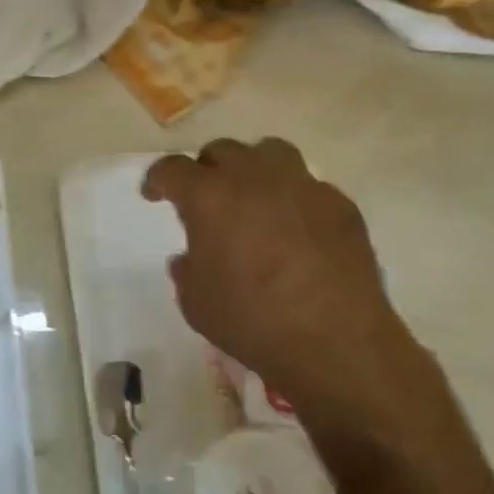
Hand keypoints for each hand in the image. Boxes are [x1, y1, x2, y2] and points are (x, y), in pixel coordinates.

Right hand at [142, 138, 445, 441]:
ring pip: (270, 152)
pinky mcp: (340, 205)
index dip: (157, 180)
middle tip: (205, 198)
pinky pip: (308, 186)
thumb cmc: (251, 320)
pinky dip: (293, 198)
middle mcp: (254, 178)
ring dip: (252, 168)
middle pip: (222, 151)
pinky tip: (295, 229)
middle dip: (206, 170)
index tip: (154, 195)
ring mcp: (303, 187)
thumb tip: (190, 257)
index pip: (173, 169)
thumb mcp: (195, 302)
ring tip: (251, 198)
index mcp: (209, 197)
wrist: (335, 342)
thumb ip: (187, 270)